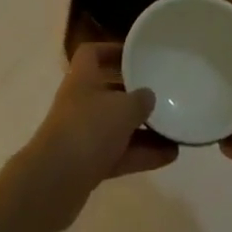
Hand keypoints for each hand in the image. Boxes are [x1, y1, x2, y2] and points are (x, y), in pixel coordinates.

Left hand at [10, 43, 177, 231]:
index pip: (92, 53)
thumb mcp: (122, 108)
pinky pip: (120, 154)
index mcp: (82, 78)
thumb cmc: (88, 129)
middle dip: (135, 95)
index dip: (112, 50)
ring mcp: (83, 135)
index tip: (136, 55)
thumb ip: (140, 99)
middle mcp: (80, 103)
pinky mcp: (88, 164)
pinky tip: (169, 156)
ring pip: (117, 127)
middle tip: (162, 95)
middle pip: (109, 91)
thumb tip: (148, 96)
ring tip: (175, 130)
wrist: (56, 181)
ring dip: (144, 130)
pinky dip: (142, 154)